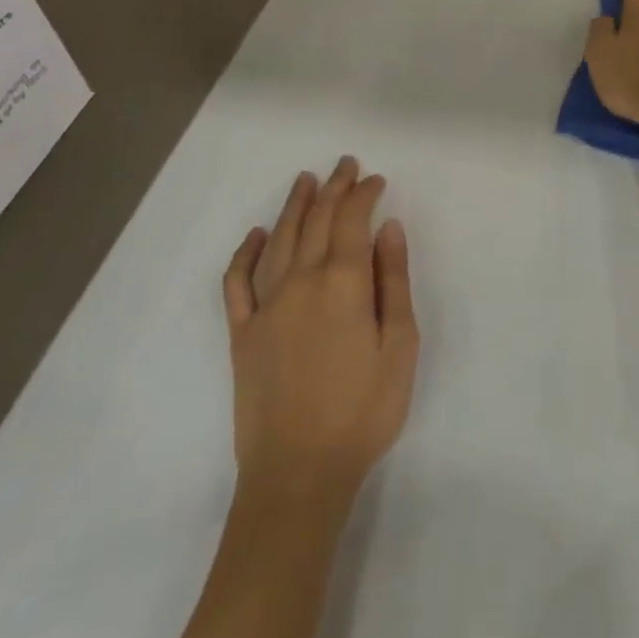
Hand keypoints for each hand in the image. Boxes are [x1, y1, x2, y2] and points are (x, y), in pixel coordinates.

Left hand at [222, 158, 418, 515]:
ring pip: (278, 240)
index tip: (376, 180)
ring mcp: (265, 306)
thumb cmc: (363, 410)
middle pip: (316, 221)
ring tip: (306, 181)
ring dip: (294, 206)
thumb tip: (388, 228)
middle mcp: (300, 282)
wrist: (298, 472)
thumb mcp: (400, 345)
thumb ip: (394, 281)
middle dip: (333, 188)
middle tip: (345, 165)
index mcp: (343, 283)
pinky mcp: (242, 333)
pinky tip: (255, 235)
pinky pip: (237, 282)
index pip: (352, 221)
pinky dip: (245, 253)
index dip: (364, 194)